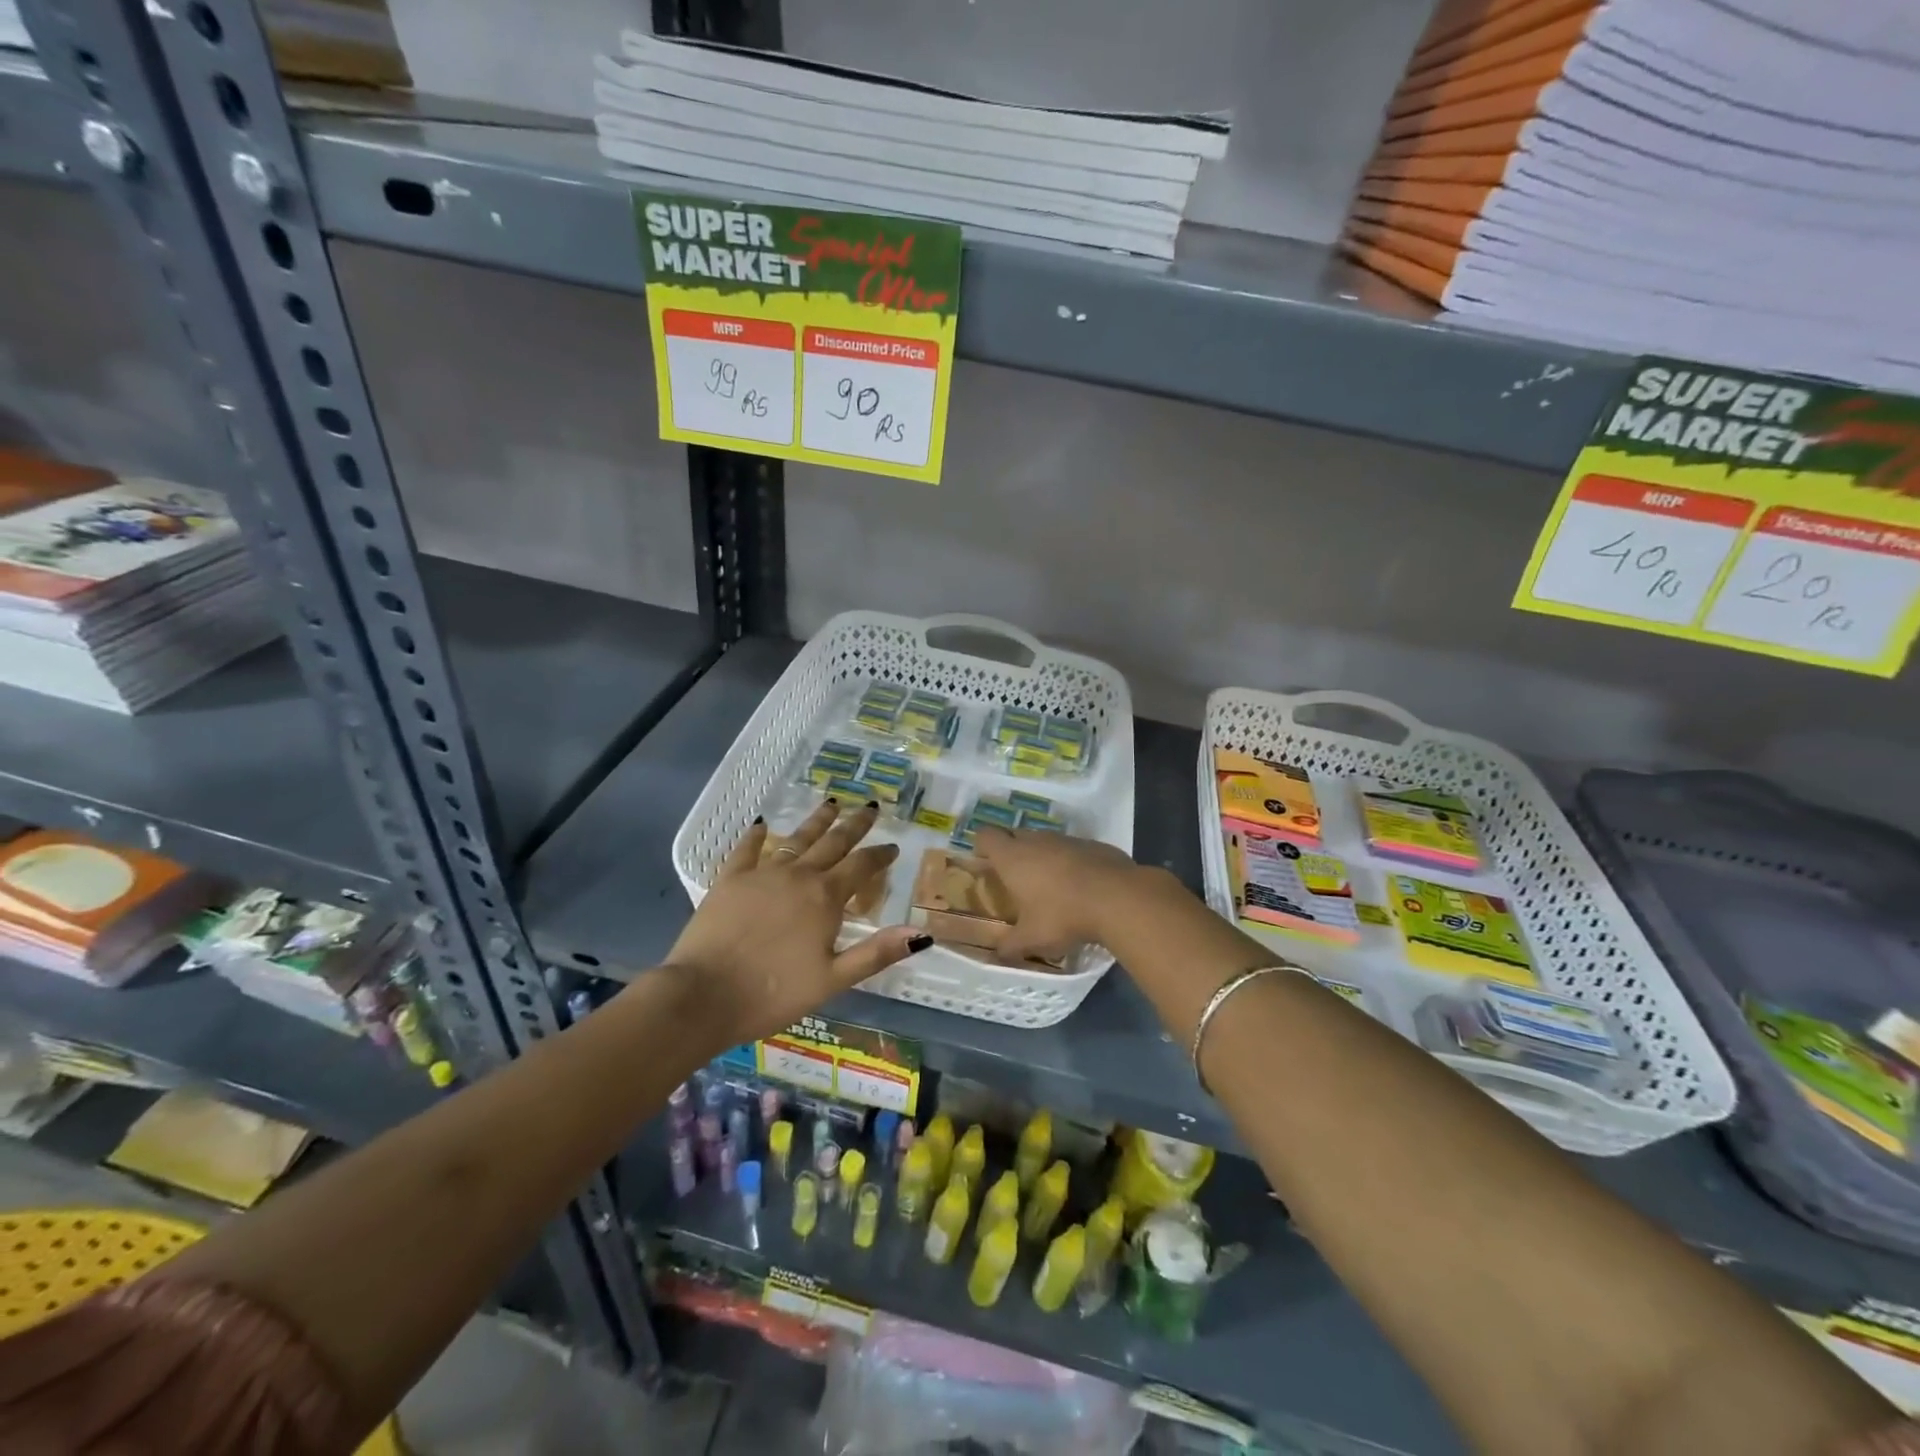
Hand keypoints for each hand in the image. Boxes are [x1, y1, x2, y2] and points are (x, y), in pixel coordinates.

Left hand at [662, 799, 929, 1044]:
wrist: (703, 995)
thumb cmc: (773, 993)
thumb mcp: (833, 979)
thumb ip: (876, 953)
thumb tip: (922, 933)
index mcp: (825, 898)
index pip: (861, 867)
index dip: (880, 856)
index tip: (893, 846)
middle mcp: (798, 876)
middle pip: (833, 843)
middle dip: (854, 825)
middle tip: (870, 807)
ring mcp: (761, 874)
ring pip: (796, 839)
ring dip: (816, 821)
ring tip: (831, 803)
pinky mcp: (729, 880)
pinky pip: (747, 850)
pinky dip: (757, 836)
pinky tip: (762, 824)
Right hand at [970, 826, 1150, 962]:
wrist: (1118, 898)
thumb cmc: (1063, 915)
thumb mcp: (1032, 939)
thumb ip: (1010, 946)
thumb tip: (998, 955)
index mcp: (1013, 857)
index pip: (986, 835)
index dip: (982, 845)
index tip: (984, 862)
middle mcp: (1037, 841)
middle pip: (1015, 835)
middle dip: (1012, 851)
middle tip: (1014, 878)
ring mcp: (1067, 839)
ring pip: (1046, 841)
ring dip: (1043, 856)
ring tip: (1049, 885)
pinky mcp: (1094, 844)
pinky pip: (1073, 849)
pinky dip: (1071, 862)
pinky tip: (1081, 886)